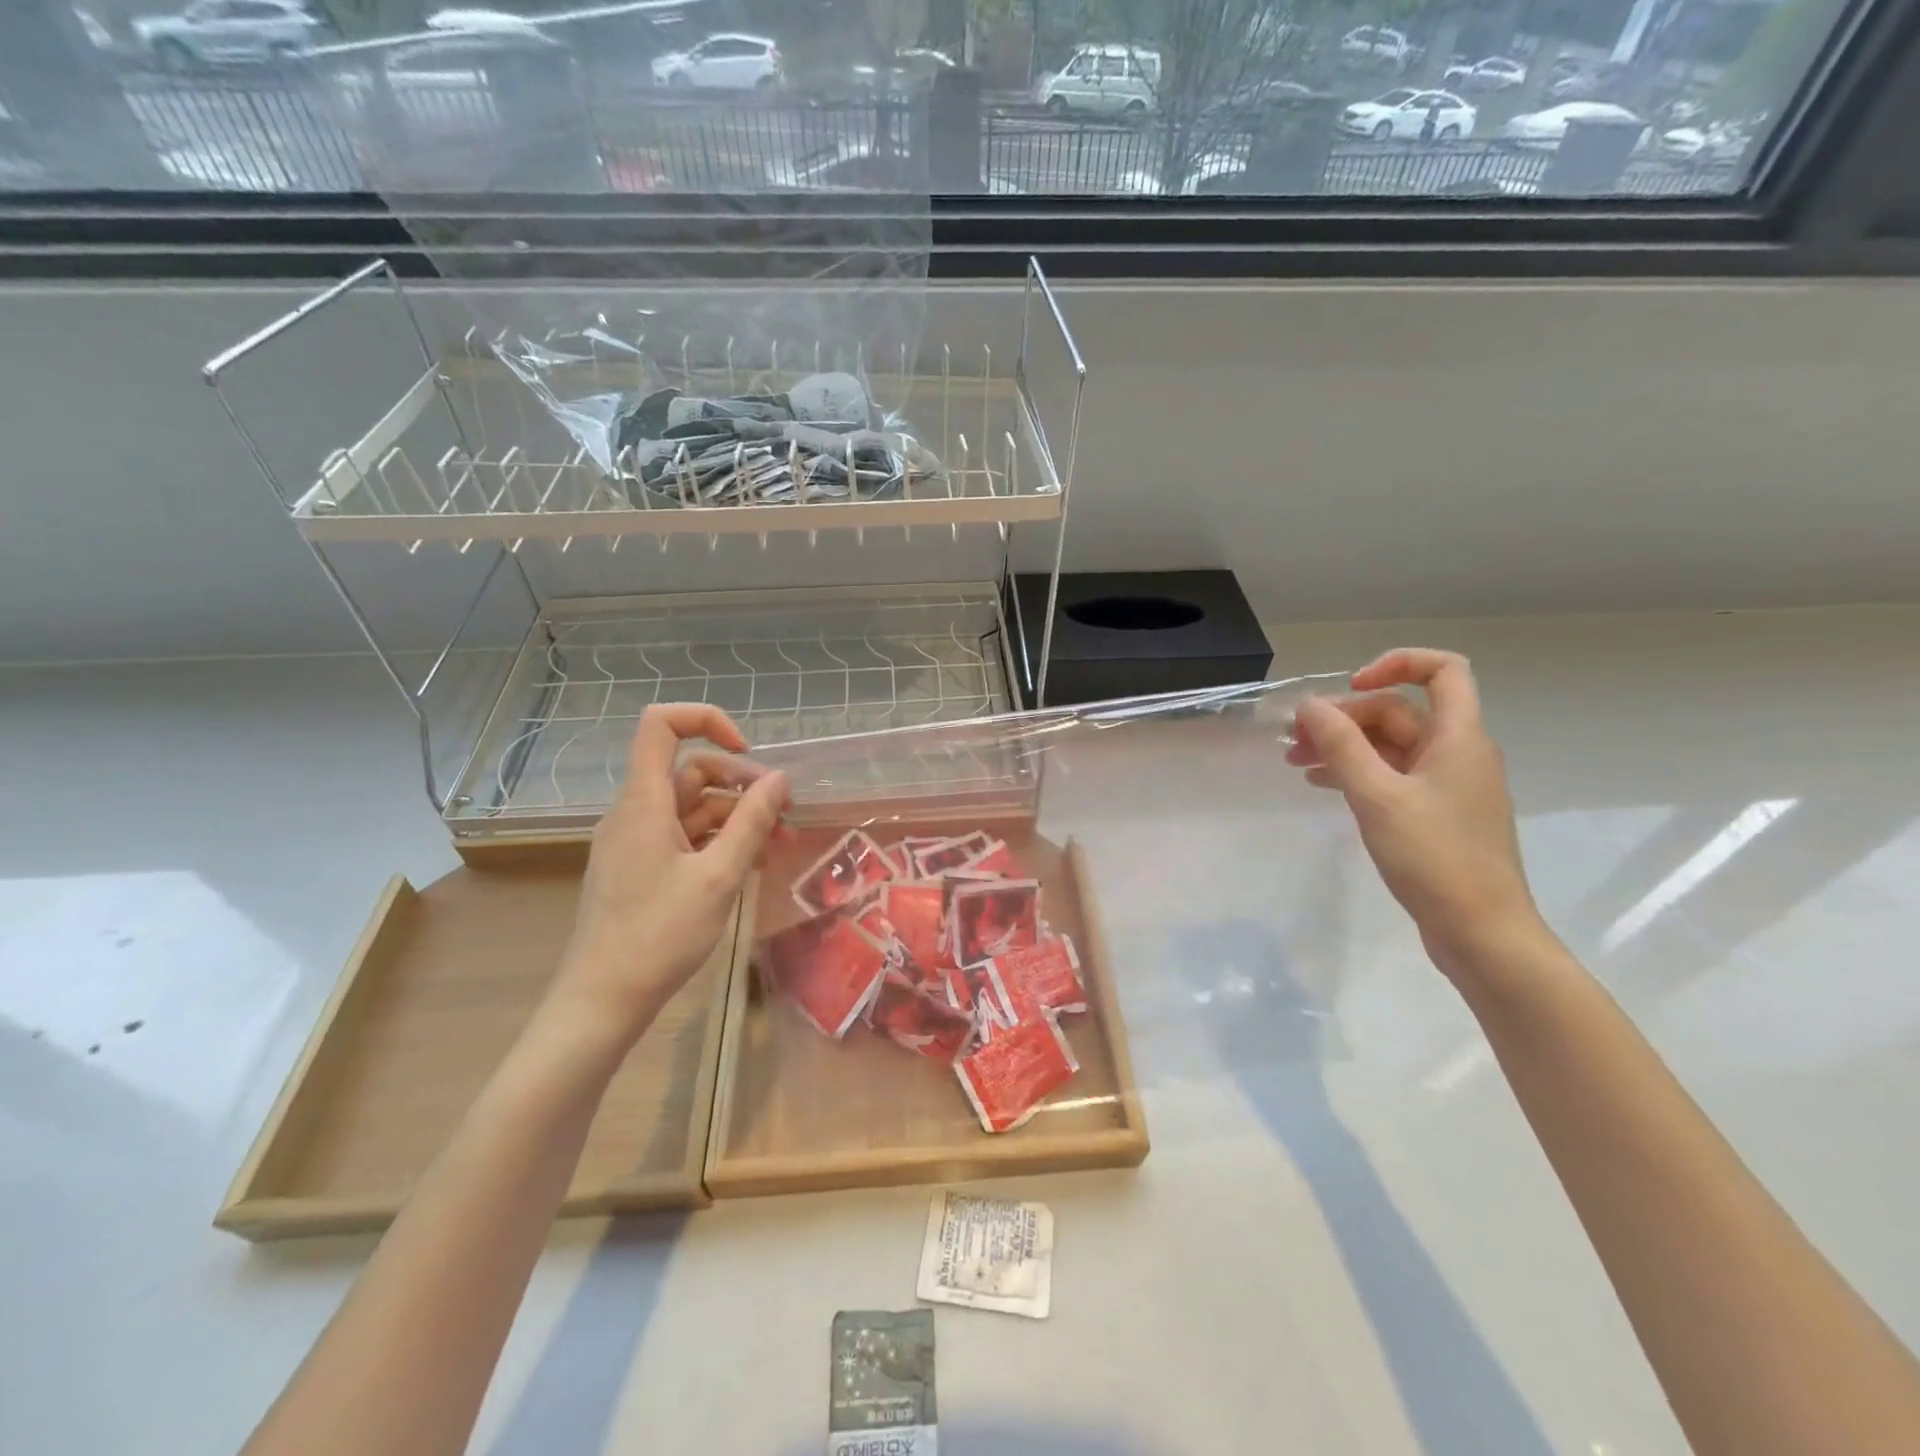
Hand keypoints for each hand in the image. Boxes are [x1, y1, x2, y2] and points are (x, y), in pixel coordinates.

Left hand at [549, 704, 788, 1043]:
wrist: (602, 1001)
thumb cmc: (659, 935)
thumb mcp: (718, 877)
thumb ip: (752, 823)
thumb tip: (780, 779)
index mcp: (643, 802)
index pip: (660, 725)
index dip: (706, 721)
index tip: (748, 755)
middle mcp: (634, 812)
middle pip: (689, 770)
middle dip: (741, 783)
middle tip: (784, 812)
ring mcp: (635, 841)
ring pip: (691, 807)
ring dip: (737, 817)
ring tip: (779, 844)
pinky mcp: (640, 868)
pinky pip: (684, 837)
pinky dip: (718, 841)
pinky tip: (751, 864)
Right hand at [1288, 648, 1544, 975]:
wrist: (1482, 932)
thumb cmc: (1434, 858)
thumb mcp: (1377, 796)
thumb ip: (1342, 746)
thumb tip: (1309, 705)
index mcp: (1459, 738)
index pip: (1442, 671)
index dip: (1395, 665)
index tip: (1348, 689)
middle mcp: (1459, 753)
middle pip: (1401, 713)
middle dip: (1346, 718)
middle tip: (1296, 740)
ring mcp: (1449, 787)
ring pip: (1392, 747)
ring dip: (1345, 747)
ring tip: (1296, 763)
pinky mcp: (1437, 816)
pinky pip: (1394, 777)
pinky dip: (1358, 773)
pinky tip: (1323, 786)